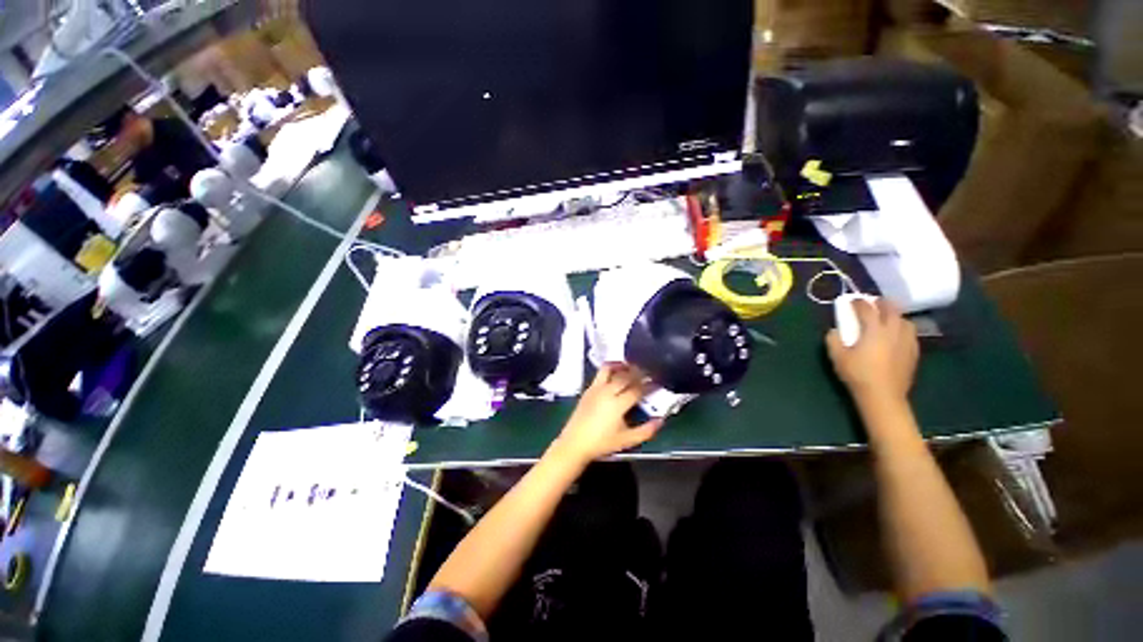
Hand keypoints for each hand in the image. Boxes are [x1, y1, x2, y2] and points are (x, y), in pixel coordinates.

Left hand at [549, 363, 662, 465]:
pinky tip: (616, 373)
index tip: (658, 383)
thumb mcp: (626, 440)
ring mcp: (596, 388)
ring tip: (630, 367)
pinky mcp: (589, 389)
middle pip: (625, 376)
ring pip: (610, 369)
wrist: (575, 443)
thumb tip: (660, 420)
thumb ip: (646, 431)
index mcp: (618, 404)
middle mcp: (607, 392)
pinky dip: (611, 369)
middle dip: (639, 372)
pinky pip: (601, 373)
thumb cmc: (602, 443)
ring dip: (622, 366)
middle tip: (648, 372)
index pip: (637, 389)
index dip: (650, 385)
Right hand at [826, 298, 918, 405]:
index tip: (851, 301)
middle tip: (872, 303)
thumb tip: (835, 331)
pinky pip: (910, 333)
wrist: (883, 395)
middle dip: (881, 303)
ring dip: (895, 315)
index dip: (858, 302)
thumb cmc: (858, 374)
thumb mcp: (837, 357)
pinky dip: (902, 329)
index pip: (866, 309)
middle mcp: (893, 331)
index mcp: (874, 330)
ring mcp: (906, 341)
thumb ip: (833, 340)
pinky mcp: (913, 352)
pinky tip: (896, 336)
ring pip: (904, 320)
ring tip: (886, 319)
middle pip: (891, 309)